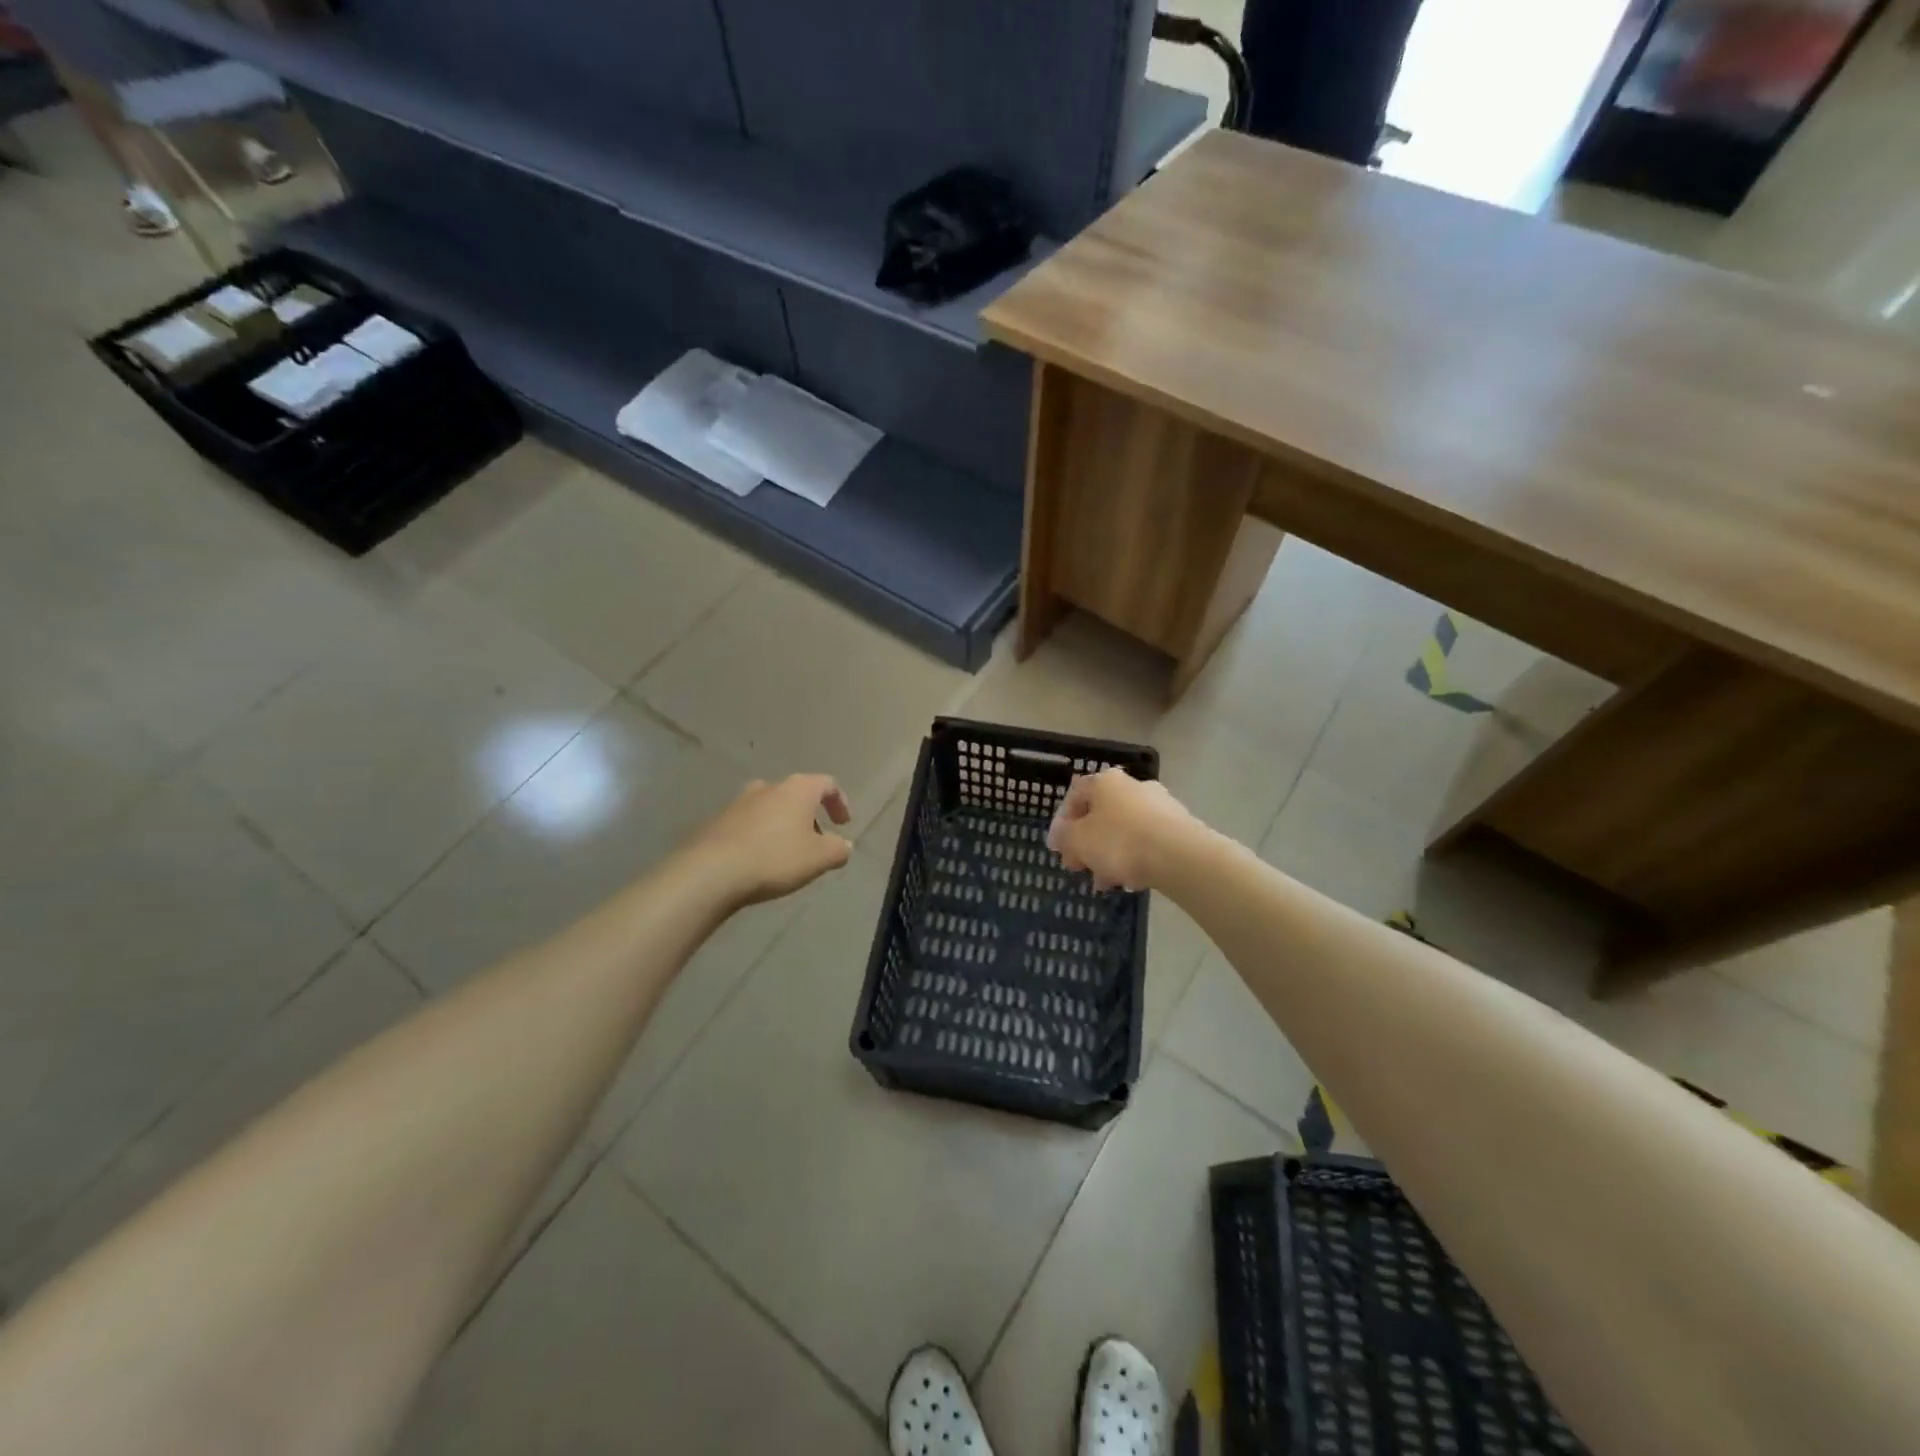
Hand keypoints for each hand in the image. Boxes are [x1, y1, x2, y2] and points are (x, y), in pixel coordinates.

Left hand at [689, 774, 853, 907]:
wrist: (711, 871)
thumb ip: (839, 849)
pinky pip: (748, 824)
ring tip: (787, 853)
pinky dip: (760, 836)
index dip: (840, 802)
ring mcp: (739, 802)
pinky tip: (759, 860)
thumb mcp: (819, 858)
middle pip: (797, 794)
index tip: (843, 824)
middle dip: (809, 816)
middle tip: (816, 841)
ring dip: (783, 825)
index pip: (827, 784)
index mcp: (797, 789)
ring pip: (771, 808)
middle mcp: (768, 787)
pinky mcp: (718, 821)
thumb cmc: (775, 858)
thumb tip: (844, 845)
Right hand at [1047, 767, 1200, 892]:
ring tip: (1105, 882)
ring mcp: (1159, 804)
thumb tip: (1060, 836)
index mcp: (1105, 782)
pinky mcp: (1178, 826)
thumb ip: (1064, 837)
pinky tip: (1130, 880)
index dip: (1062, 823)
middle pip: (1100, 814)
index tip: (1058, 849)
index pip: (1074, 796)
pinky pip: (1146, 841)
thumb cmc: (1120, 842)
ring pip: (1123, 830)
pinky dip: (1134, 858)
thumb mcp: (1078, 841)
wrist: (1180, 856)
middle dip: (1087, 843)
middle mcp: (1132, 785)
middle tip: (1080, 867)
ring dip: (1109, 854)